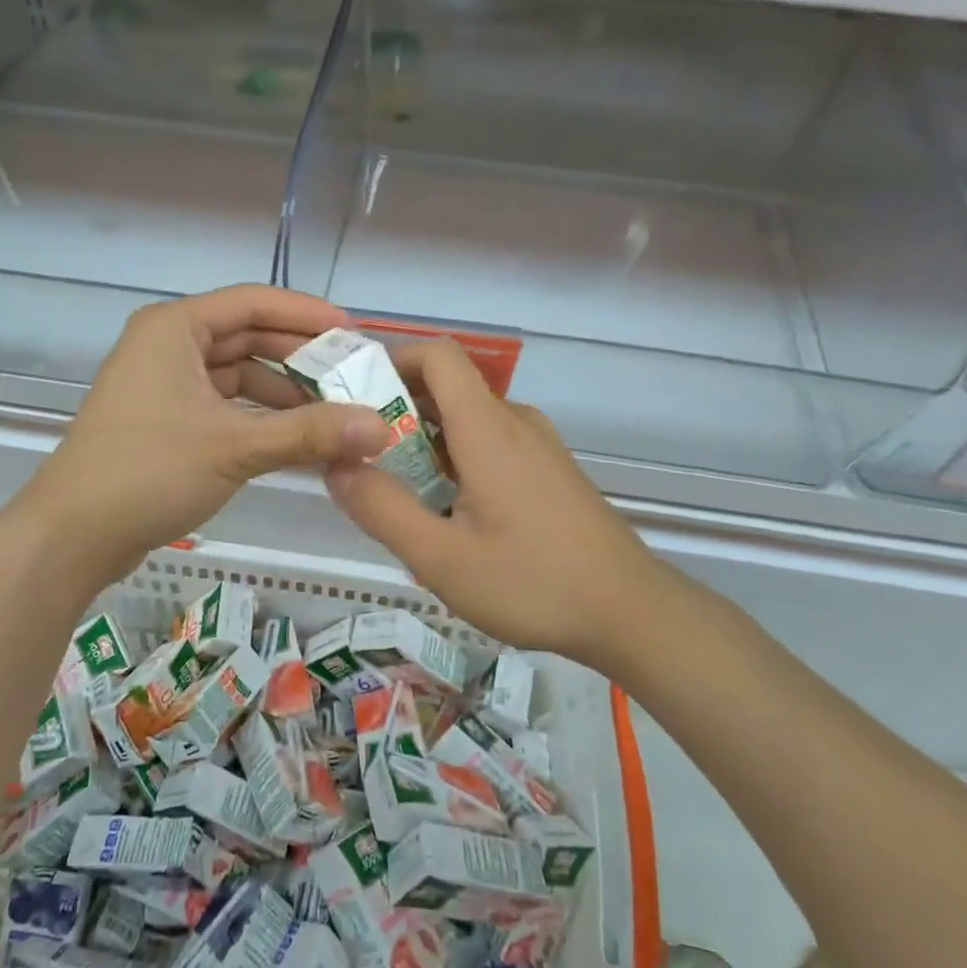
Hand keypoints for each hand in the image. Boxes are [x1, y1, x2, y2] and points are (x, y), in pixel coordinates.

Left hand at [20, 286, 388, 582]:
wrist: (72, 535)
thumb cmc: (148, 471)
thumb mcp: (234, 447)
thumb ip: (309, 433)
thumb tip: (381, 428)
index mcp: (175, 329)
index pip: (252, 302)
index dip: (306, 314)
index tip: (354, 334)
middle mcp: (168, 347)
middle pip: (246, 338)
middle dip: (298, 358)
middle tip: (351, 376)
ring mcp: (164, 386)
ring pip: (237, 376)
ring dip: (282, 393)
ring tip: (333, 413)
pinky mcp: (165, 422)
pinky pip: (224, 406)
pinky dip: (259, 418)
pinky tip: (295, 439)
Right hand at [326, 339, 673, 669]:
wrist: (631, 612)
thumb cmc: (533, 583)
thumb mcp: (441, 558)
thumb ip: (382, 509)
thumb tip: (335, 466)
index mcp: (487, 428)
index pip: (437, 355)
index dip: (392, 360)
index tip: (353, 397)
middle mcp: (514, 422)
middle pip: (447, 388)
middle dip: (396, 412)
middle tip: (359, 458)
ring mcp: (538, 446)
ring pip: (467, 421)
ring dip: (425, 442)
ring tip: (396, 493)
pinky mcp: (549, 471)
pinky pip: (490, 444)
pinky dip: (455, 459)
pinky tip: (447, 514)